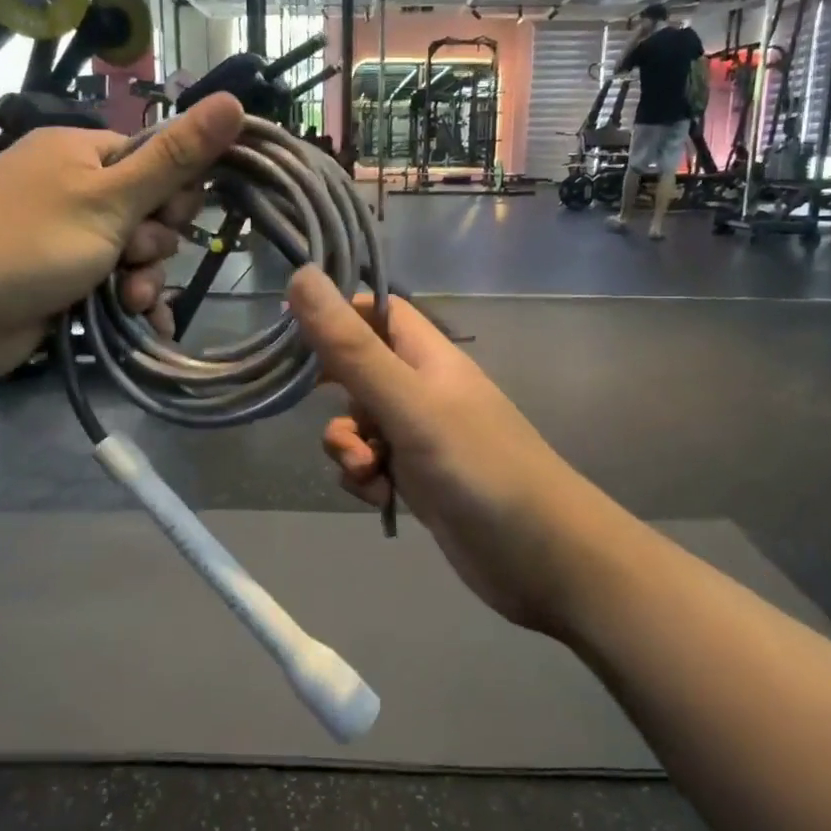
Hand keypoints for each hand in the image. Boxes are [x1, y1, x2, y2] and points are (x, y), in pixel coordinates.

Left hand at [0, 94, 244, 384]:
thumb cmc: (25, 242)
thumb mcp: (110, 198)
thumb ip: (175, 159)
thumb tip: (236, 101)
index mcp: (82, 154)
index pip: (158, 161)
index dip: (175, 193)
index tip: (170, 216)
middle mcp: (75, 193)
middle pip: (150, 214)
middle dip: (153, 245)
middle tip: (133, 258)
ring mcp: (66, 242)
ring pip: (134, 259)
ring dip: (142, 282)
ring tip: (127, 301)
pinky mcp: (59, 287)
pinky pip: (114, 291)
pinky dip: (130, 307)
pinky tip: (146, 325)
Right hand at [287, 268, 597, 635]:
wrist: (539, 554)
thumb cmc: (476, 466)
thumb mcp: (407, 403)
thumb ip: (352, 348)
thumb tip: (301, 275)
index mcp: (429, 356)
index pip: (377, 311)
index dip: (337, 313)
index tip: (291, 330)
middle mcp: (424, 389)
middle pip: (358, 370)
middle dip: (333, 394)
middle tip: (312, 404)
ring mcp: (421, 436)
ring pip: (360, 424)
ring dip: (348, 446)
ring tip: (368, 471)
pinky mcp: (418, 478)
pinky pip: (372, 465)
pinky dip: (366, 479)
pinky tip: (380, 498)